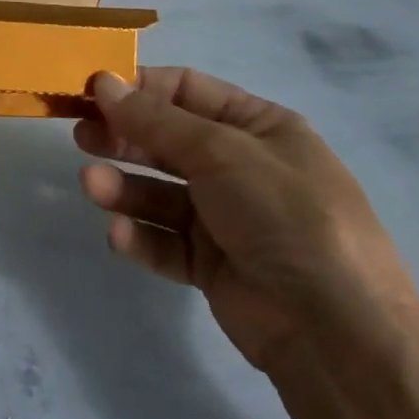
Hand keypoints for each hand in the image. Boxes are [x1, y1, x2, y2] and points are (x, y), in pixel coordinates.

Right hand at [75, 67, 418, 373]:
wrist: (339, 336)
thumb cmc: (286, 216)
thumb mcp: (222, 152)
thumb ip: (156, 120)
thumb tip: (102, 82)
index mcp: (257, 127)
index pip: (187, 90)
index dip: (139, 87)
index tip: (91, 90)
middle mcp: (241, 166)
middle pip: (167, 139)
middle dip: (123, 135)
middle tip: (79, 135)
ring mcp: (226, 217)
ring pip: (160, 190)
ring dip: (123, 186)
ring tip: (90, 185)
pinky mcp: (212, 265)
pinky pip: (166, 240)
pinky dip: (140, 235)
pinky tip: (118, 234)